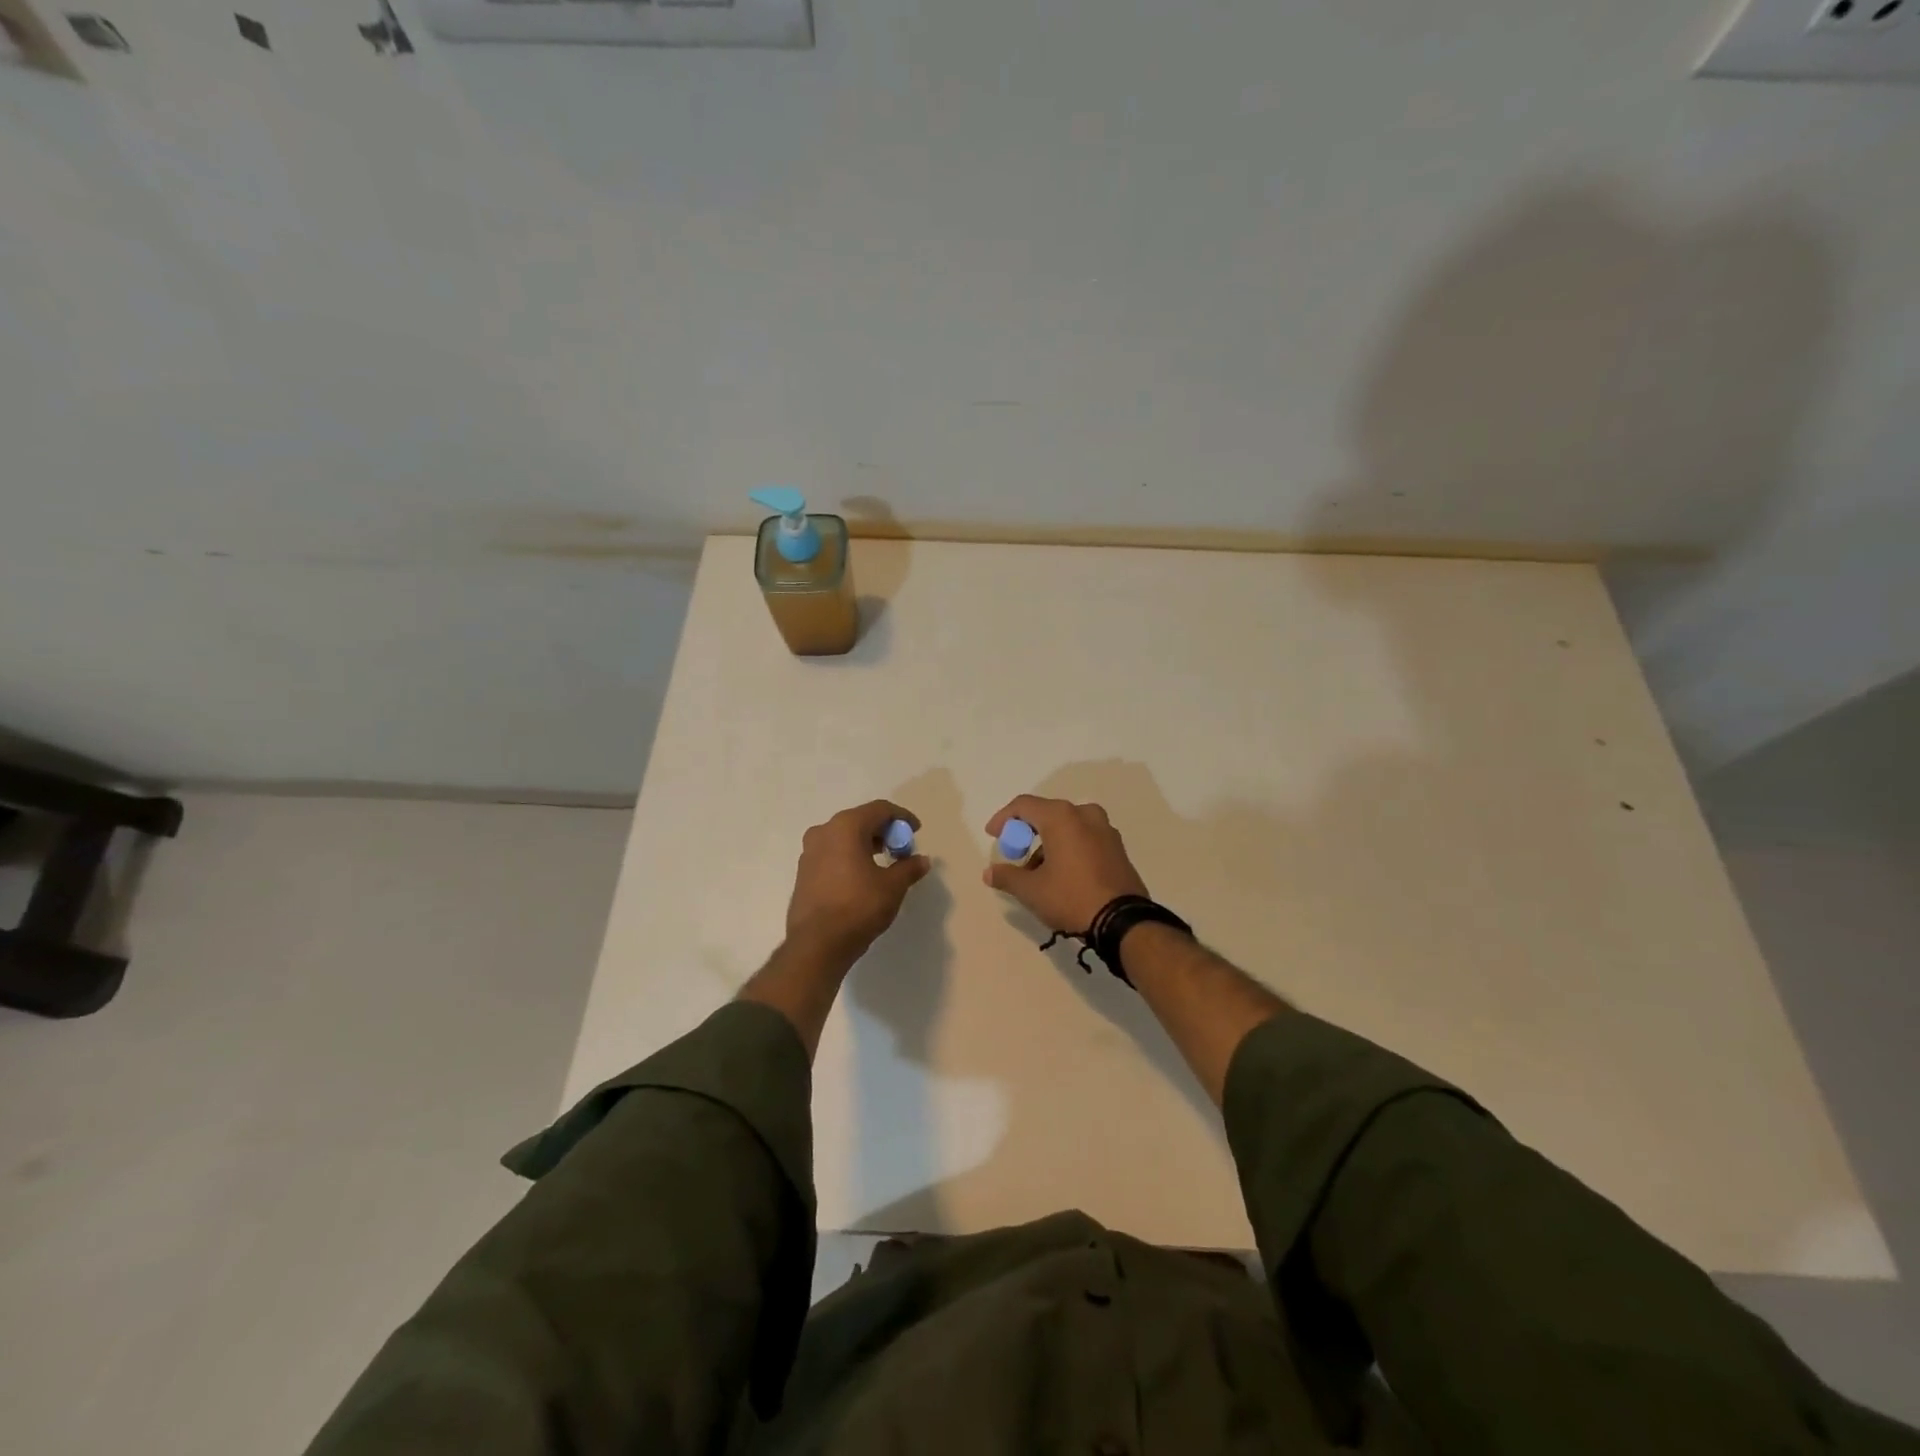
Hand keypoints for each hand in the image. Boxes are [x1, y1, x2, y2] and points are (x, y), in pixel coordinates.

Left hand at [786, 800, 930, 962]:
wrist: (817, 944)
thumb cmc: (858, 907)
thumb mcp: (892, 887)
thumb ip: (909, 868)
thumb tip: (922, 860)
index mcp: (846, 827)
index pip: (880, 809)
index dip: (902, 817)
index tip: (916, 831)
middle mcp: (824, 831)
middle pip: (860, 820)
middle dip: (884, 832)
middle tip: (901, 849)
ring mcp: (809, 851)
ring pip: (844, 837)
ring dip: (866, 844)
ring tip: (884, 863)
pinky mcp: (803, 871)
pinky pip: (832, 853)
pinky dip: (850, 856)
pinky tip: (862, 876)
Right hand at [982, 795, 1149, 934]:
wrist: (1123, 921)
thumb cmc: (1071, 897)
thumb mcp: (1031, 890)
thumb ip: (1006, 876)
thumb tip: (989, 872)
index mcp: (1061, 817)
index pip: (1024, 805)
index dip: (1003, 818)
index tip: (993, 836)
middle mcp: (1084, 814)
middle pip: (1046, 813)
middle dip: (1026, 832)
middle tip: (1015, 854)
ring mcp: (1105, 829)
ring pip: (1067, 826)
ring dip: (1048, 842)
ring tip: (1037, 872)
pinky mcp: (1117, 847)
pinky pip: (1084, 837)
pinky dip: (1068, 847)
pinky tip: (1062, 873)